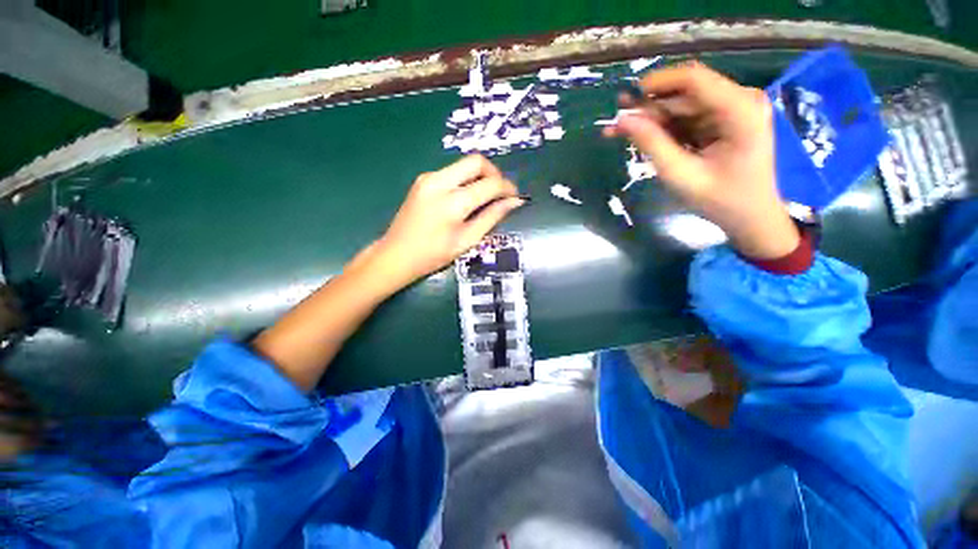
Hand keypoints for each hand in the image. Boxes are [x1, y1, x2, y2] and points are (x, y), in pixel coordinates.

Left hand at [371, 155, 523, 288]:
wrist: (396, 255)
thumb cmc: (434, 255)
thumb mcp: (467, 240)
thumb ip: (492, 217)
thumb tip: (514, 202)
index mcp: (453, 202)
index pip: (490, 184)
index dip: (507, 188)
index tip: (515, 197)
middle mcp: (439, 181)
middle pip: (476, 161)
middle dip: (494, 173)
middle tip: (500, 193)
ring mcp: (428, 178)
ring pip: (464, 164)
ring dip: (480, 176)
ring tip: (485, 198)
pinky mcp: (422, 179)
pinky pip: (452, 172)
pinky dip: (465, 180)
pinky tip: (466, 198)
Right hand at [605, 62, 799, 259]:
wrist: (750, 217)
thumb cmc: (720, 200)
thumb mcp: (681, 174)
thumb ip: (652, 144)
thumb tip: (622, 120)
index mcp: (739, 110)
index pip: (693, 79)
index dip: (656, 83)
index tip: (625, 100)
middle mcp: (740, 100)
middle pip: (685, 94)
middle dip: (648, 108)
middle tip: (615, 125)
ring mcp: (733, 110)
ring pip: (683, 106)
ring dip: (652, 119)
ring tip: (619, 133)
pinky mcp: (724, 121)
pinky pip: (688, 118)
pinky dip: (664, 128)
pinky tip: (642, 139)